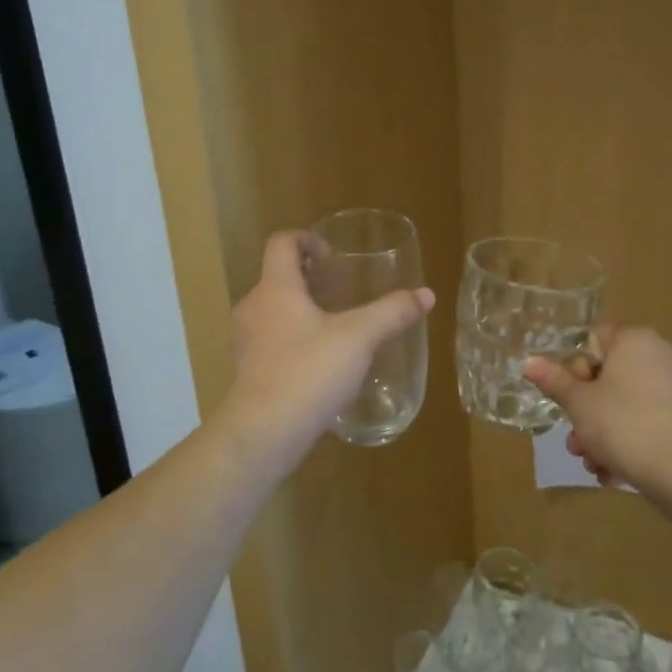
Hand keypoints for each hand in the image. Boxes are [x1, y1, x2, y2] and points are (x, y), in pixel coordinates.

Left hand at [216, 230, 434, 479]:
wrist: (264, 432)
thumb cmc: (309, 371)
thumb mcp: (360, 338)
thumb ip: (392, 313)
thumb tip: (426, 294)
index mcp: (276, 288)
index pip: (281, 243)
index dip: (306, 239)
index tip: (332, 255)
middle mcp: (253, 307)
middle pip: (277, 277)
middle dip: (308, 279)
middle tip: (341, 290)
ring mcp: (245, 341)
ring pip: (272, 311)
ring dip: (299, 311)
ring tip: (334, 327)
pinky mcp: (247, 372)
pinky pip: (270, 342)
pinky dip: (292, 341)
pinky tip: (320, 364)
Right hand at [524, 326, 671, 495]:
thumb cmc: (622, 424)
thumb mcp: (578, 404)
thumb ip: (553, 380)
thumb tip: (528, 361)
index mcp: (635, 340)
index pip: (595, 340)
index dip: (577, 369)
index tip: (573, 399)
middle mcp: (663, 353)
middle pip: (612, 378)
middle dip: (589, 412)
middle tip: (577, 443)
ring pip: (632, 404)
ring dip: (607, 433)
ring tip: (596, 466)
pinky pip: (656, 421)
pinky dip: (636, 441)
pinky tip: (620, 472)